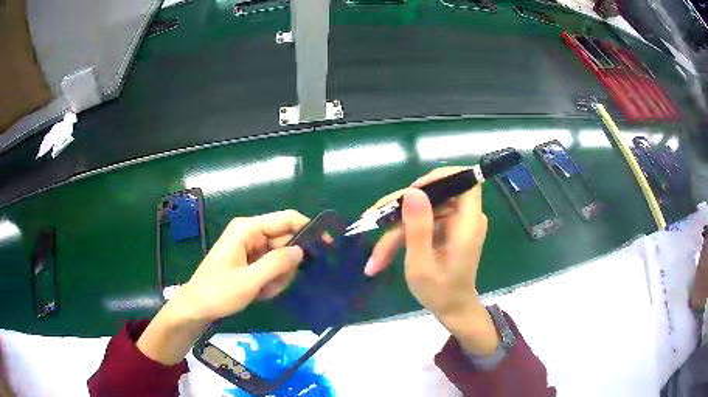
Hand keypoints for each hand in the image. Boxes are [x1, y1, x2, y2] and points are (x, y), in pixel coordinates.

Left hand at [137, 210, 308, 364]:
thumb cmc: (218, 292)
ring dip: (277, 277)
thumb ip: (277, 264)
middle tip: (274, 285)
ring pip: (280, 257)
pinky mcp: (250, 260)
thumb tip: (301, 250)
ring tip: (262, 291)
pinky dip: (270, 281)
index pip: (286, 219)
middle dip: (285, 266)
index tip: (326, 246)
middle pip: (285, 241)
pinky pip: (272, 267)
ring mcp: (250, 247)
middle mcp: (250, 233)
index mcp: (248, 229)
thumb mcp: (249, 281)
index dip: (308, 229)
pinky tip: (259, 292)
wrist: (197, 307)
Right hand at [365, 167, 499, 354]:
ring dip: (396, 230)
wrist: (452, 310)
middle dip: (401, 209)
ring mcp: (454, 224)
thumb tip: (413, 191)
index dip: (440, 178)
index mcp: (467, 223)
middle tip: (373, 220)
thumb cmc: (440, 292)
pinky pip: (422, 223)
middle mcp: (464, 218)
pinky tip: (382, 256)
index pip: (466, 181)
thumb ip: (418, 228)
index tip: (412, 191)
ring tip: (375, 258)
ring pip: (422, 211)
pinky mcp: (445, 230)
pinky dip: (402, 236)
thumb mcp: (422, 264)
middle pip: (433, 195)